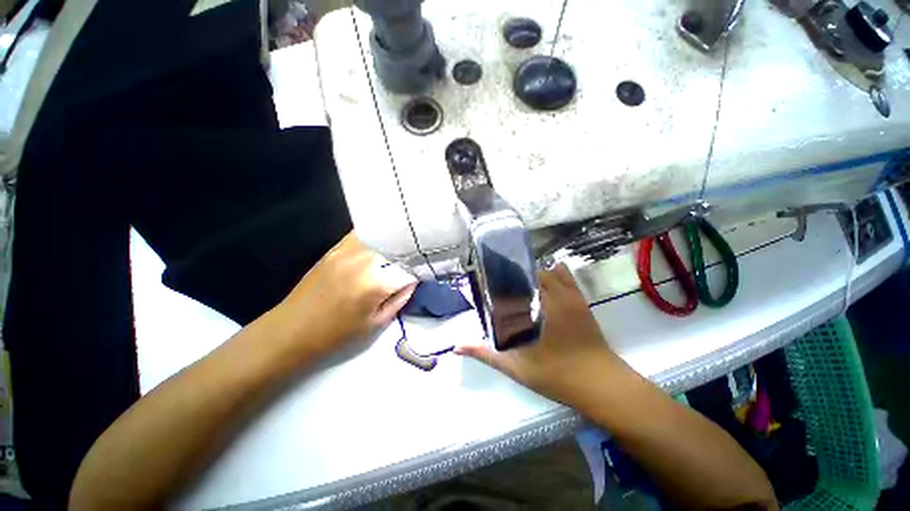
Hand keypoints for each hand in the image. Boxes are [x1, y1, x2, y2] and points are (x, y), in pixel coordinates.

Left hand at [265, 232, 416, 361]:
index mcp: (377, 282)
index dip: (420, 270)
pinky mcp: (336, 247)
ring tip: (403, 249)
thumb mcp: (377, 323)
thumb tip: (413, 280)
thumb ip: (400, 298)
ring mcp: (348, 250)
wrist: (292, 330)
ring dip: (395, 243)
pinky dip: (377, 238)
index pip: (410, 268)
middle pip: (398, 247)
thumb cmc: (337, 333)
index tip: (424, 273)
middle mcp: (365, 260)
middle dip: (410, 254)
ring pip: (382, 237)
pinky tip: (381, 245)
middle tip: (417, 260)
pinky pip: (363, 235)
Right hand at [457, 264, 625, 406]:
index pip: (523, 275)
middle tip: (502, 286)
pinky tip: (542, 287)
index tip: (492, 280)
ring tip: (518, 285)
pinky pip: (568, 280)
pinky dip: (555, 276)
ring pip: (553, 273)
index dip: (506, 274)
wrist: (603, 387)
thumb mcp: (518, 367)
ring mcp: (575, 297)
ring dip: (535, 275)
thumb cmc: (559, 376)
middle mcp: (561, 294)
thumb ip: (487, 355)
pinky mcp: (583, 303)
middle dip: (518, 275)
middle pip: (536, 271)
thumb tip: (458, 347)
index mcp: (545, 304)